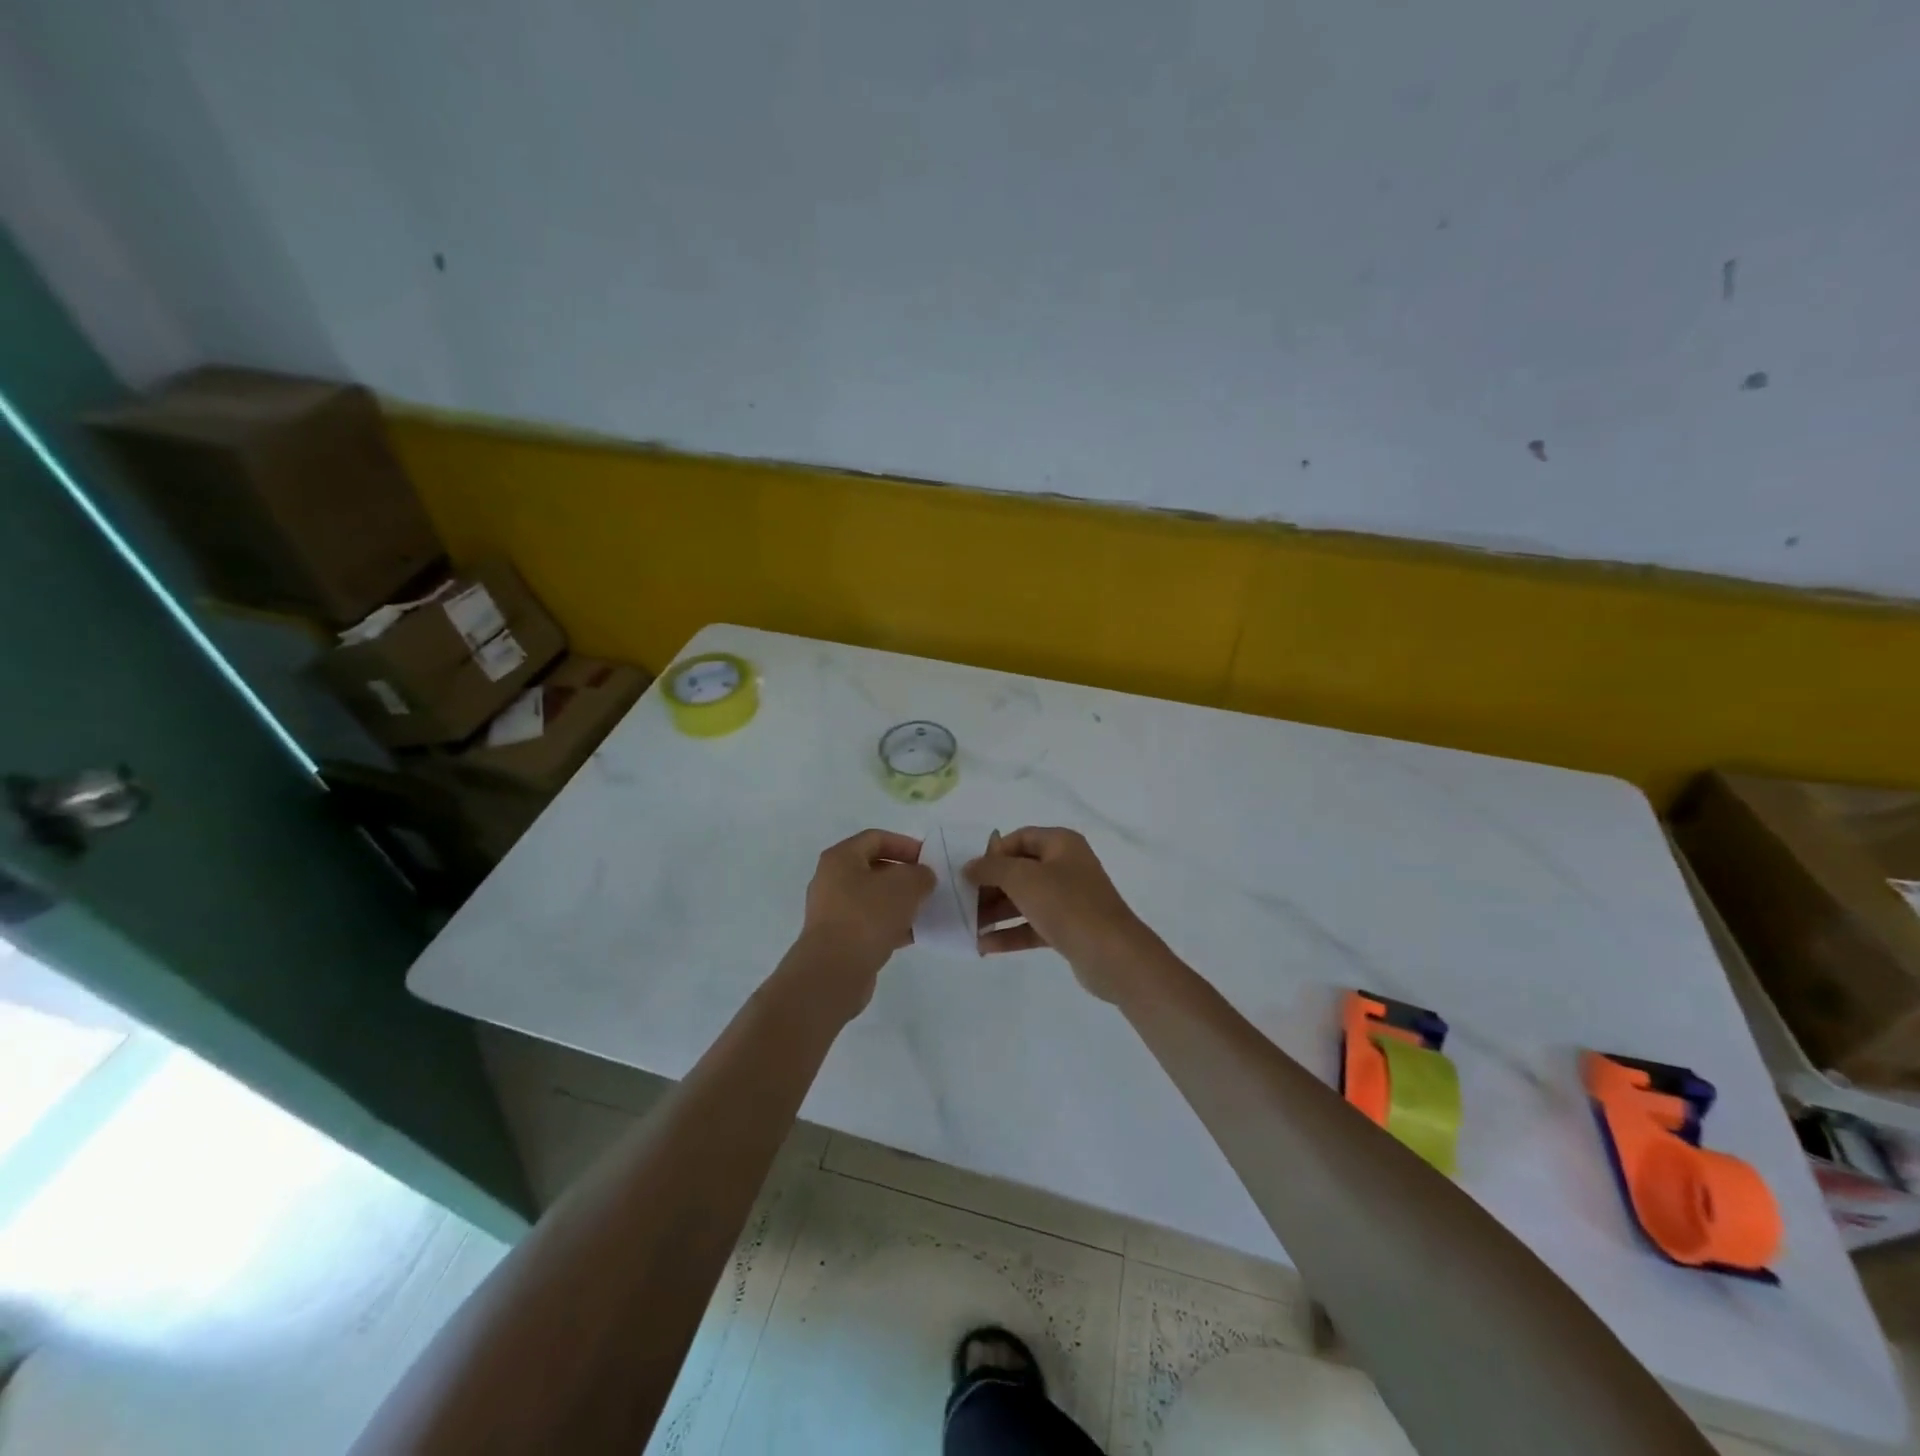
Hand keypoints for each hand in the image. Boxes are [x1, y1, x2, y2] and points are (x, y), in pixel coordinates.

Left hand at [793, 829, 934, 1011]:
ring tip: (925, 911)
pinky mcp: (838, 938)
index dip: (905, 844)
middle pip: (874, 868)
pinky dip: (891, 925)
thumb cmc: (867, 917)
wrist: (833, 971)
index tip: (929, 860)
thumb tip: (922, 878)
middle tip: (929, 886)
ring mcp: (832, 911)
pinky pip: (869, 923)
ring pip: (873, 898)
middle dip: (904, 875)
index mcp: (841, 858)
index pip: (876, 838)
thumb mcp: (905, 886)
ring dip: (900, 902)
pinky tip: (913, 935)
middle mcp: (831, 880)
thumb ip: (920, 875)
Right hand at [963, 827, 1161, 1001]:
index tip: (971, 872)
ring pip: (1024, 900)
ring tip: (968, 926)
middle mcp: (1067, 867)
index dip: (994, 852)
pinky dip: (1010, 933)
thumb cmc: (1067, 905)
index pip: (1020, 838)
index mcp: (1061, 844)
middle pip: (1020, 870)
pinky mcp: (1068, 929)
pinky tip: (984, 945)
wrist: (1112, 955)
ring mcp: (1069, 899)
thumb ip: (991, 869)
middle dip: (990, 886)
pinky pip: (1032, 925)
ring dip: (996, 911)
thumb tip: (969, 867)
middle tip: (963, 901)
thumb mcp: (1023, 879)